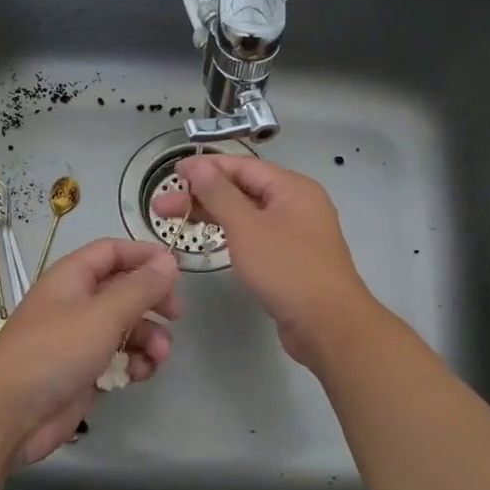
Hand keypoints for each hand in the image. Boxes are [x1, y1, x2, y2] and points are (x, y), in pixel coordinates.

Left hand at [0, 238, 179, 464]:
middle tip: (176, 314)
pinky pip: (119, 359)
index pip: (112, 252)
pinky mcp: (84, 372)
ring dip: (148, 337)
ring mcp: (79, 340)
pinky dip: (134, 363)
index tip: (177, 269)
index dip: (144, 255)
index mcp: (72, 278)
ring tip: (160, 355)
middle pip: (123, 290)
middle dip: (152, 301)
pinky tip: (140, 374)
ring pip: (126, 328)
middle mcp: (76, 304)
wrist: (9, 414)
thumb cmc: (54, 352)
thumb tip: (169, 261)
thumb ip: (140, 288)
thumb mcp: (103, 314)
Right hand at [150, 156, 374, 367]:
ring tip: (176, 221)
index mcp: (292, 188)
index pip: (242, 167)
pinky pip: (256, 235)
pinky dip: (231, 233)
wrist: (328, 325)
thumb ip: (219, 193)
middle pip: (243, 189)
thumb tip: (197, 165)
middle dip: (202, 195)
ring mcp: (296, 233)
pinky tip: (210, 240)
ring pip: (248, 214)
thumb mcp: (247, 227)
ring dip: (213, 214)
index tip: (172, 174)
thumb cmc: (286, 269)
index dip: (205, 168)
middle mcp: (297, 204)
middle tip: (161, 207)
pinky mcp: (291, 259)